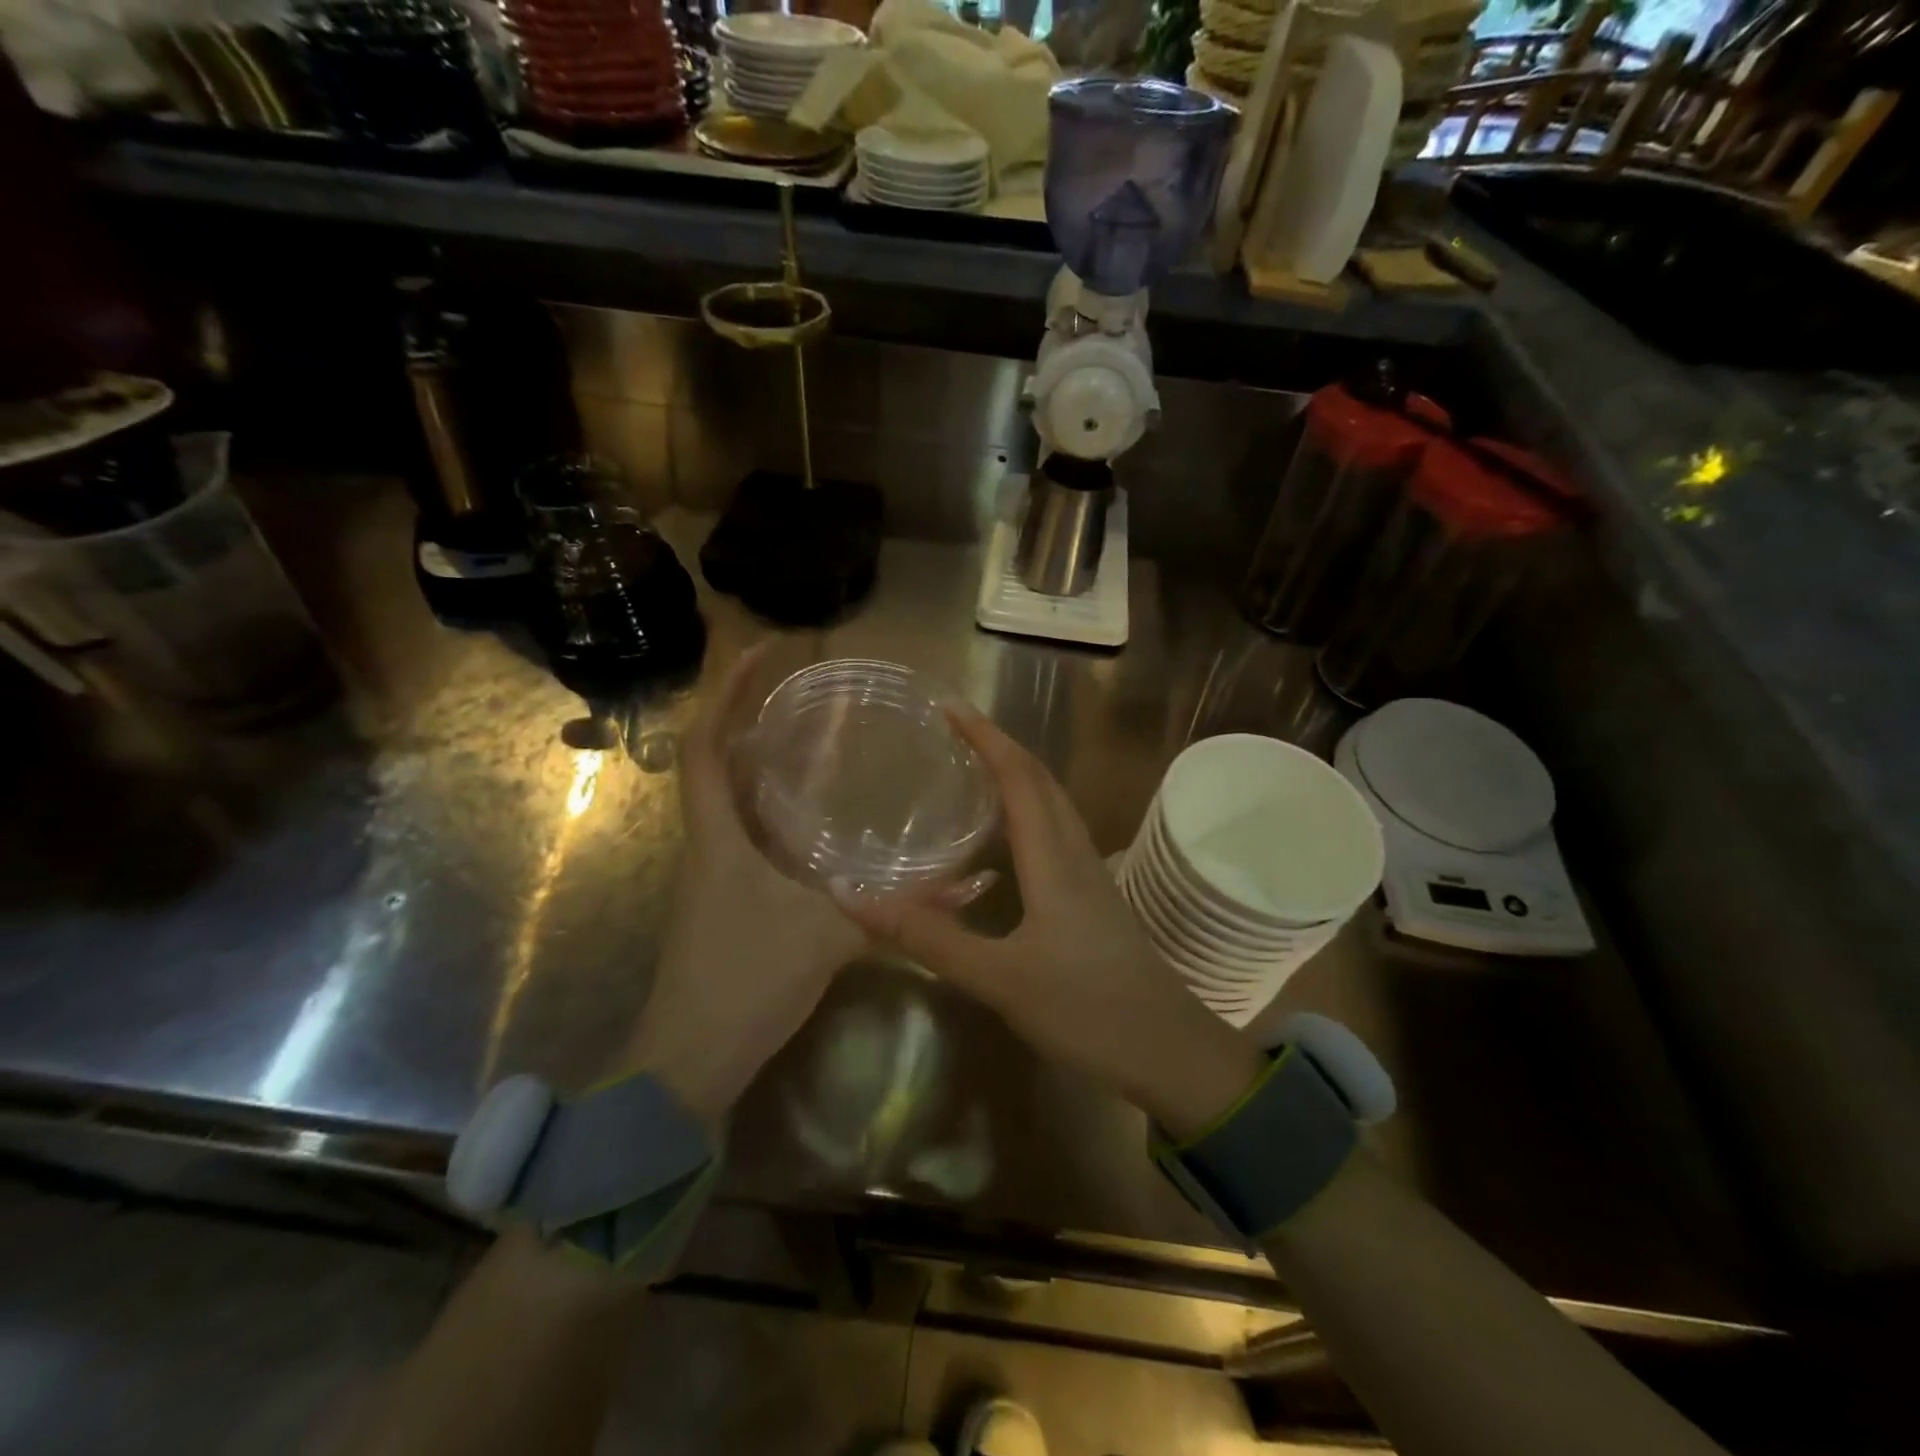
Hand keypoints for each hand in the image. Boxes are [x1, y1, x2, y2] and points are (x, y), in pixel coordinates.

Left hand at [620, 645, 865, 1127]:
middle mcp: (709, 841)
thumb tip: (971, 879)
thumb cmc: (746, 982)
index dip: (728, 690)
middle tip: (802, 688)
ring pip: (732, 796)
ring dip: (762, 759)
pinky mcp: (726, 897)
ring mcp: (713, 871)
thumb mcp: (831, 936)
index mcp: (718, 835)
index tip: (763, 650)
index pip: (706, 742)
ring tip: (810, 735)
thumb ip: (902, 909)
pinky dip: (774, 807)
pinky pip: (747, 831)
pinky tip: (814, 815)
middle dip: (749, 713)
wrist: (688, 1061)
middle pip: (716, 759)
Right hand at [836, 707, 1266, 1140]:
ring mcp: (1091, 876)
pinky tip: (1006, 840)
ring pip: (1053, 805)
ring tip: (974, 771)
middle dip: (999, 746)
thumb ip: (929, 938)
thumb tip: (853, 898)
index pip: (1018, 776)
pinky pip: (1057, 834)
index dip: (985, 736)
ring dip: (1017, 776)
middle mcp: (1075, 853)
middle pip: (1040, 780)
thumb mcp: (1000, 979)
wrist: (1169, 1052)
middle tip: (953, 732)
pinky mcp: (1095, 899)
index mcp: (1054, 858)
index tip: (948, 707)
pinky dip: (1028, 812)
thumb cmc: (1087, 1009)